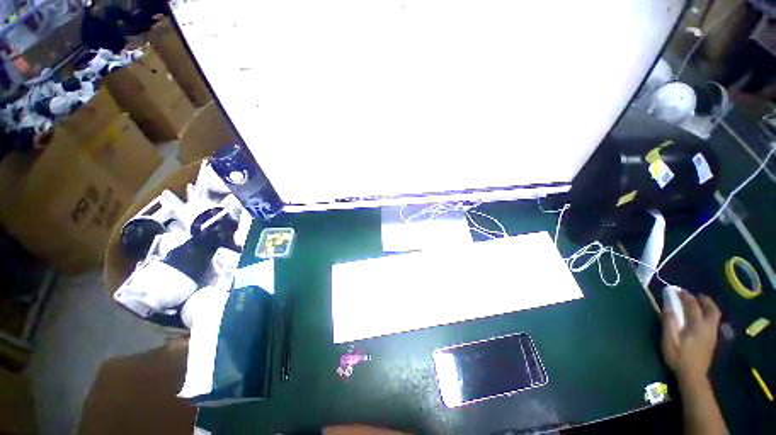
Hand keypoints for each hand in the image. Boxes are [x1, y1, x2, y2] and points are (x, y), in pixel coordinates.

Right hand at [661, 290, 720, 385]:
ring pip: (715, 316)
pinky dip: (709, 315)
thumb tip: (668, 306)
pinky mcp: (712, 340)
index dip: (686, 297)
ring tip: (700, 304)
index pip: (693, 306)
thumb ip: (669, 323)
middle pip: (712, 309)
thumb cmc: (678, 357)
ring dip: (708, 307)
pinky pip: (714, 322)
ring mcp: (712, 334)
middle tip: (696, 295)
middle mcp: (708, 327)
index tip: (678, 290)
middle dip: (705, 300)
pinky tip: (702, 318)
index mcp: (697, 326)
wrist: (693, 375)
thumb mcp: (669, 341)